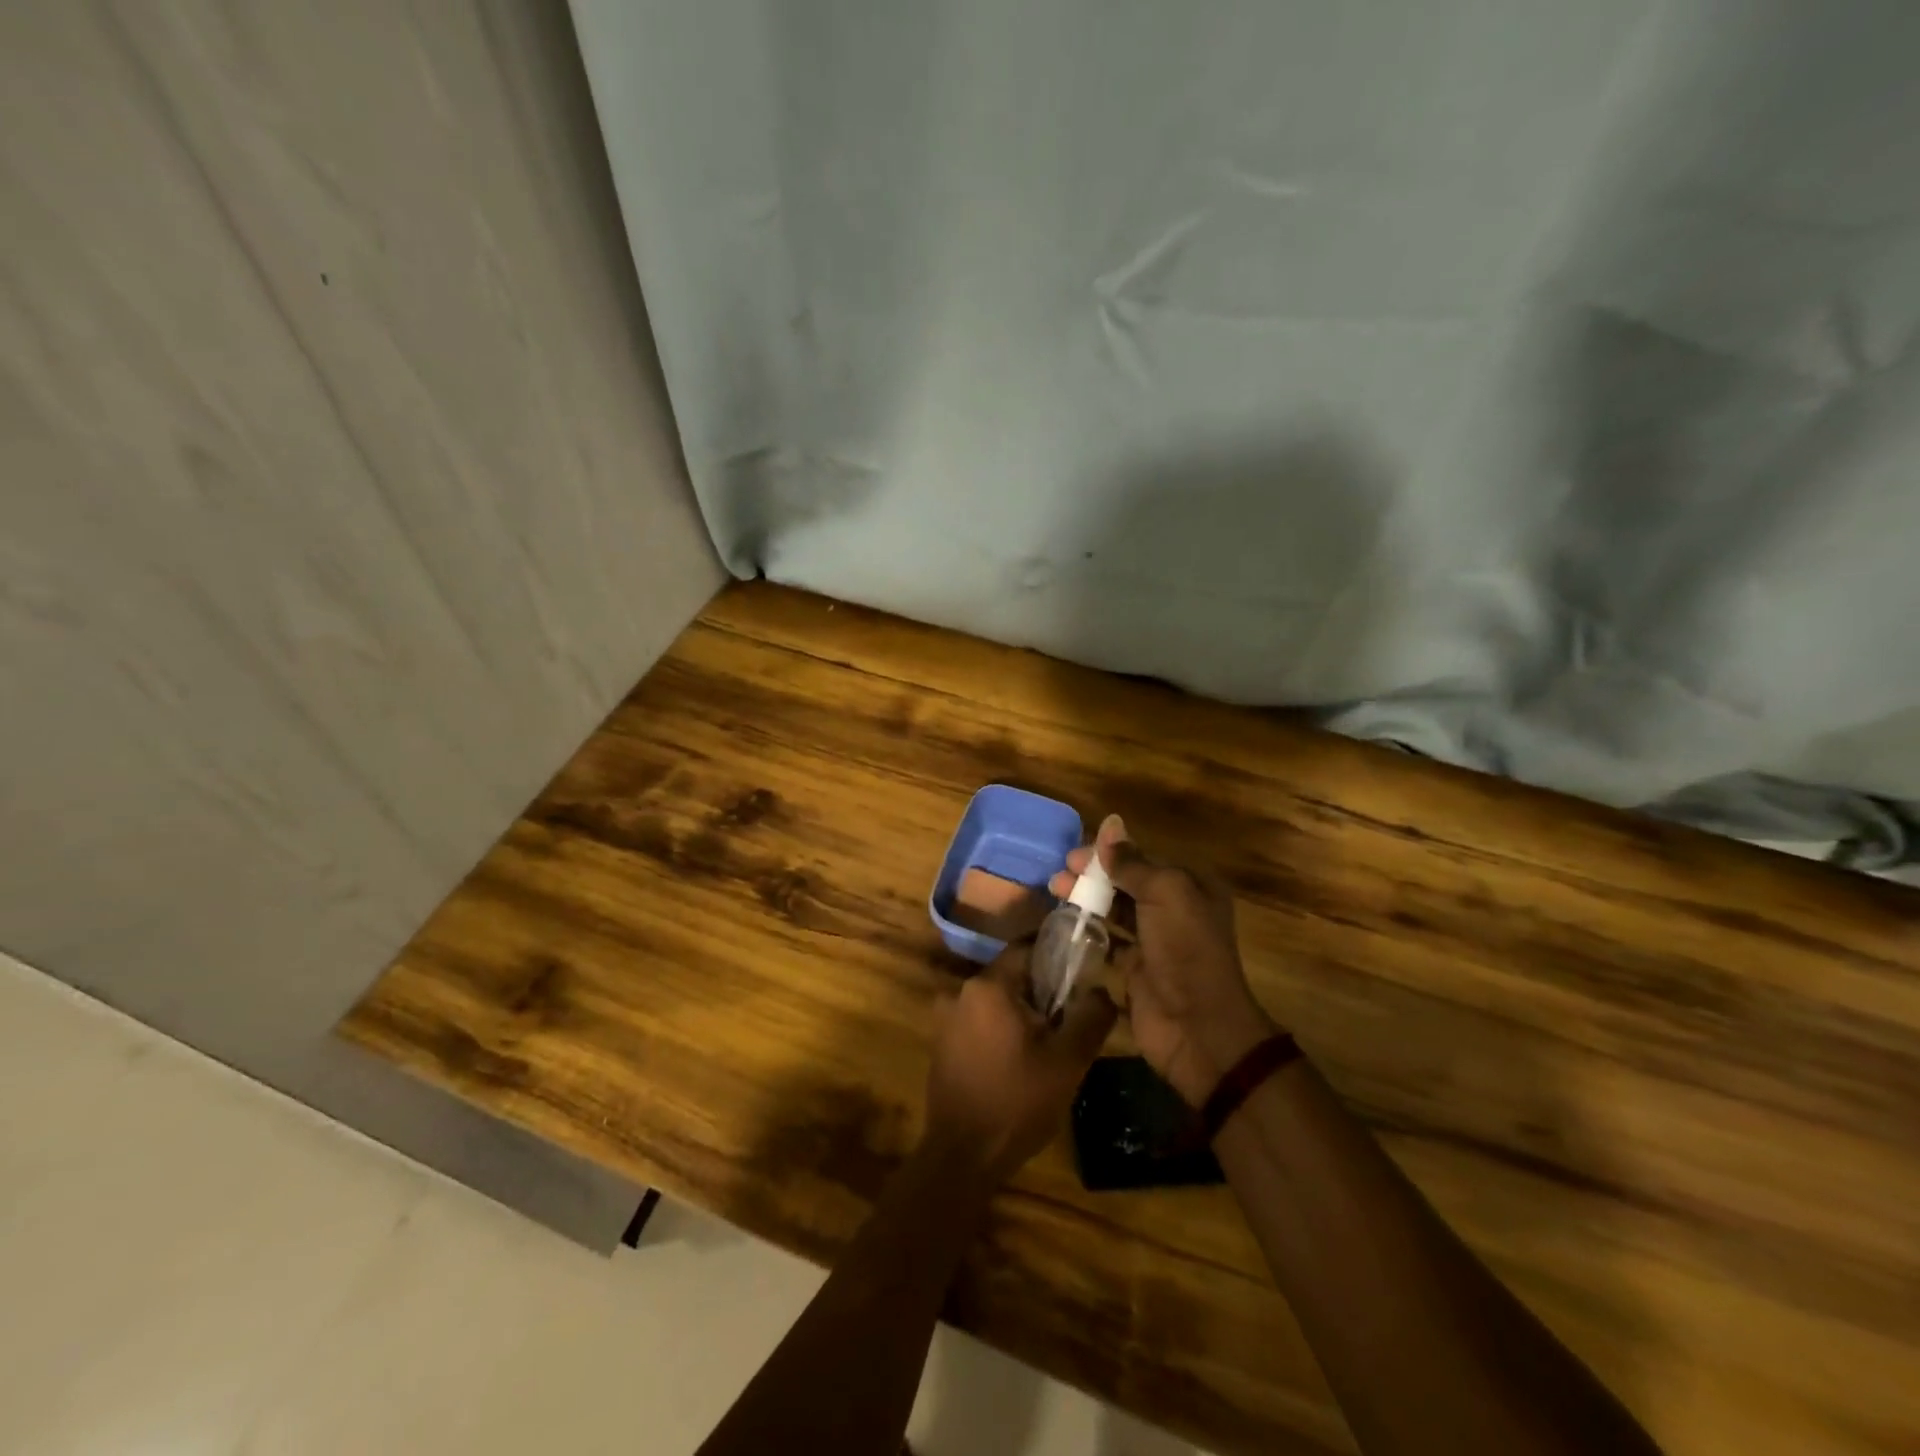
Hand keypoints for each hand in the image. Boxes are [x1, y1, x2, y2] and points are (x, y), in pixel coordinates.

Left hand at [924, 944, 1117, 1181]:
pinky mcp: (942, 1044)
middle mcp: (960, 992)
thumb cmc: (1017, 1102)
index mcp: (988, 986)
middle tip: (1070, 1018)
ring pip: (996, 1002)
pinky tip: (1019, 1063)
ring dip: (1022, 1015)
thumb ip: (1090, 1017)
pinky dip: (1001, 1031)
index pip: (1027, 949)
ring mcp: (946, 1019)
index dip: (1056, 957)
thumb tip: (1101, 990)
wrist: (963, 1156)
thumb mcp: (1067, 1061)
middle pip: (1012, 976)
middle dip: (1042, 992)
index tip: (1081, 973)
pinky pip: (980, 1023)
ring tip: (1049, 1046)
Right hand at [1052, 816, 1274, 1105]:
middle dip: (1092, 875)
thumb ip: (1133, 863)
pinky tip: (1064, 925)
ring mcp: (1155, 942)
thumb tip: (1110, 827)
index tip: (1073, 854)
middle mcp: (1175, 910)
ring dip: (1086, 900)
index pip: (1143, 858)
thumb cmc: (1185, 950)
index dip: (1108, 853)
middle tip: (1058, 875)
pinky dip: (1088, 932)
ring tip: (1055, 893)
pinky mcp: (1136, 970)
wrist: (1198, 1027)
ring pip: (1115, 911)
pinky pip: (1108, 942)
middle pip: (1126, 883)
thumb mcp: (1165, 894)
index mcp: (1190, 887)